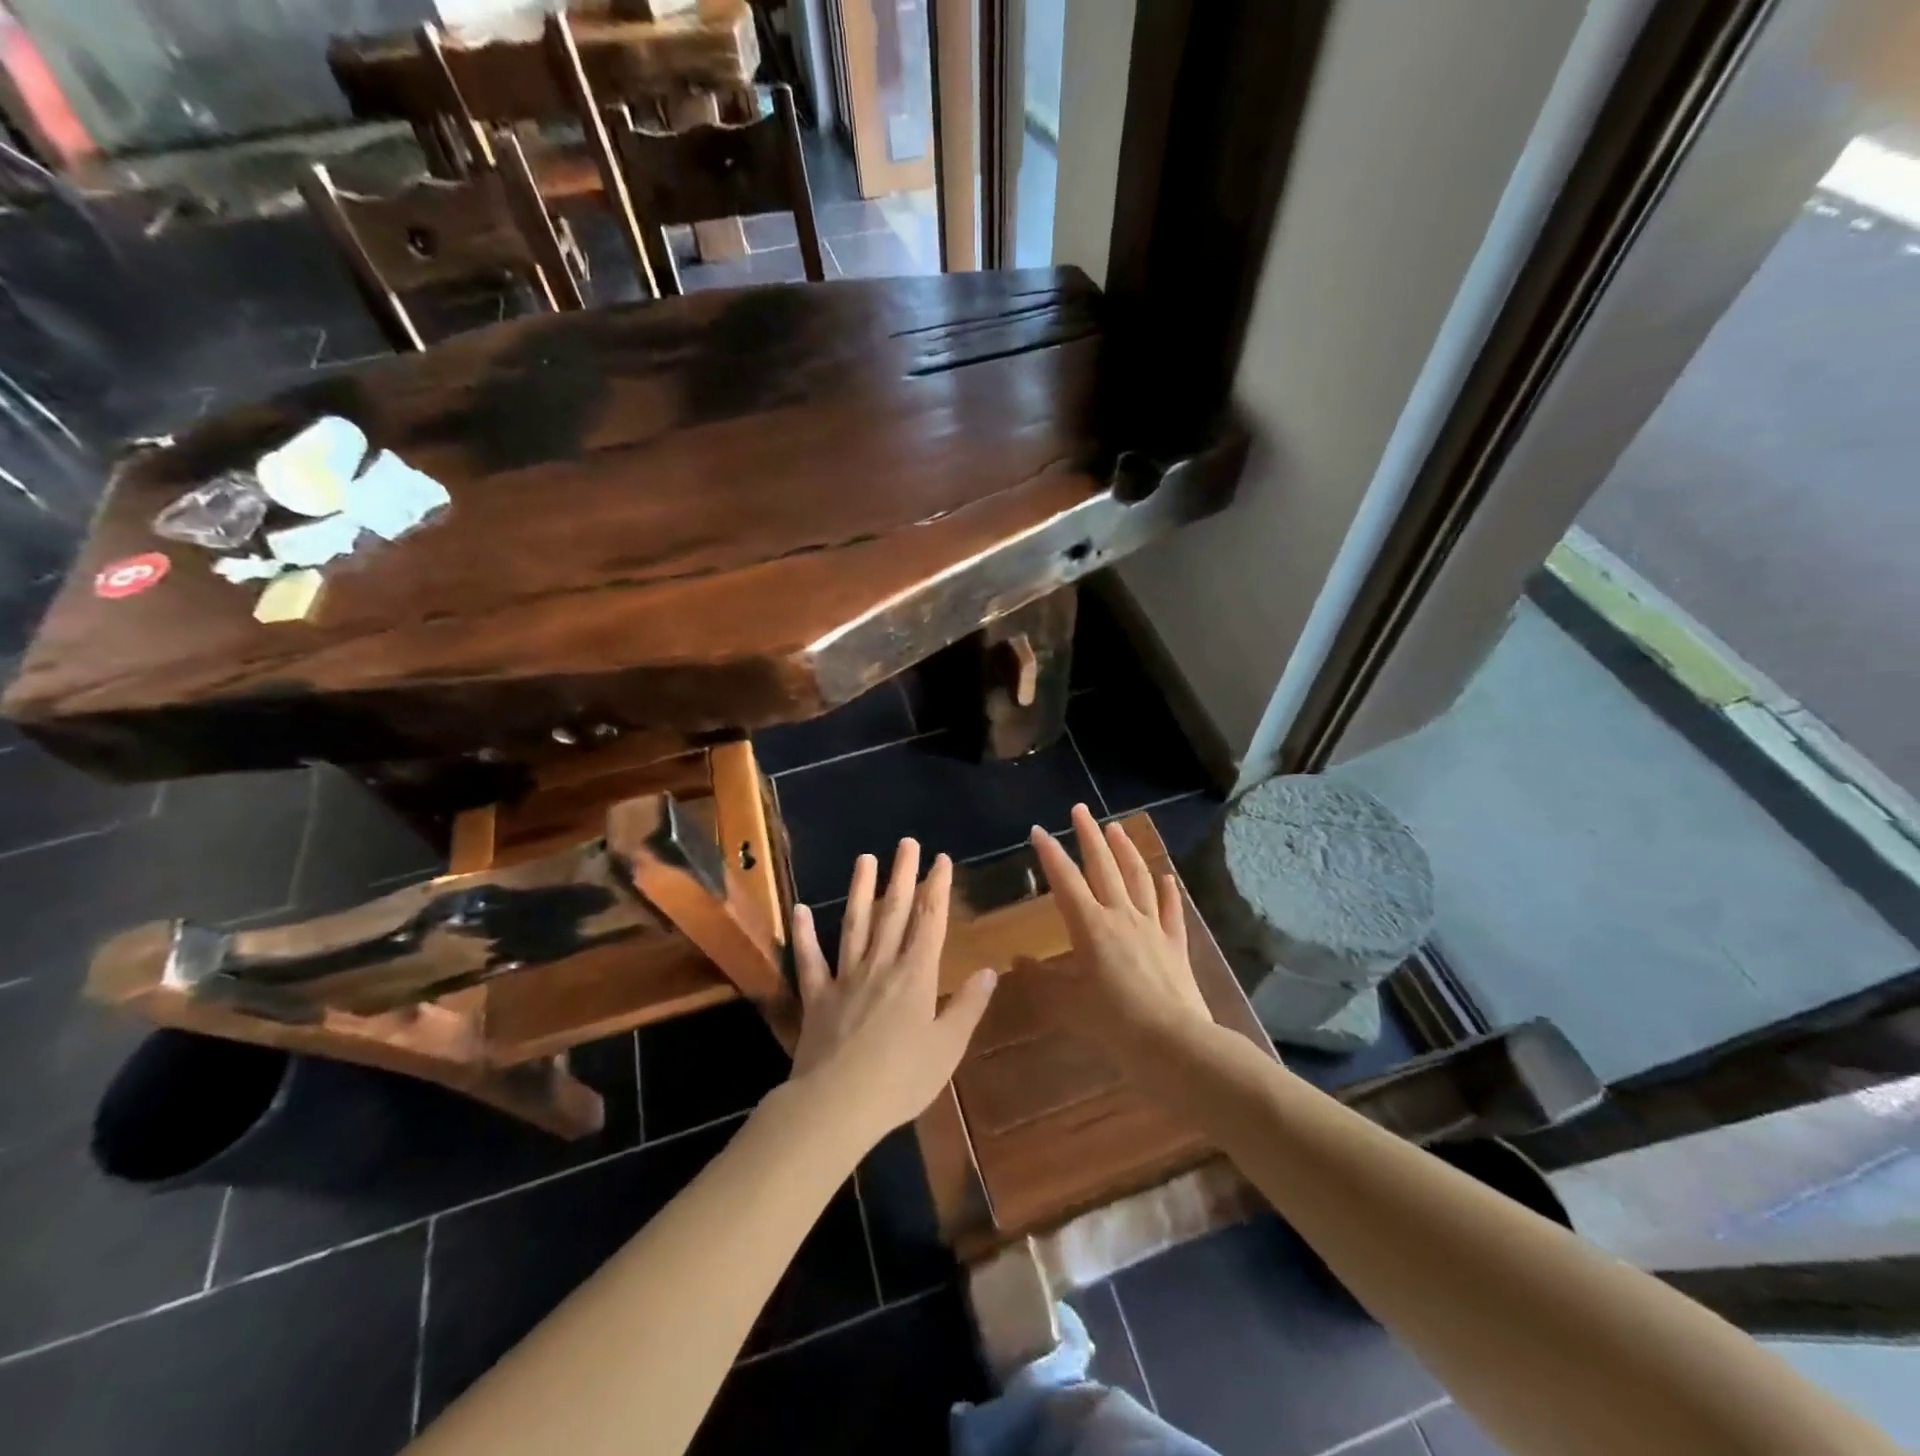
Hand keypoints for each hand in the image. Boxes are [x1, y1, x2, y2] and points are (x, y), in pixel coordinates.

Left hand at [788, 839, 997, 1145]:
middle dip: (903, 876)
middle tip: (907, 843)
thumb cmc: (901, 1079)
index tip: (941, 860)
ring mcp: (846, 978)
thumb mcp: (947, 1048)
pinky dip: (804, 934)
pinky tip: (799, 910)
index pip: (930, 921)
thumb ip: (967, 1007)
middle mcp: (881, 966)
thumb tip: (988, 970)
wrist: (837, 1104)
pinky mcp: (818, 996)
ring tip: (865, 859)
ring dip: (861, 890)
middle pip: (895, 913)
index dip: (937, 888)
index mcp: (916, 976)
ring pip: (855, 925)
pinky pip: (811, 960)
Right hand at [1025, 804, 1212, 1066]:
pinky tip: (1167, 877)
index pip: (1065, 880)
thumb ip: (1040, 979)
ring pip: (1138, 879)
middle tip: (1081, 810)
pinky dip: (1168, 890)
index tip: (1039, 830)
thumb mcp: (1066, 1005)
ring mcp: (1152, 927)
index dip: (1050, 854)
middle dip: (1089, 836)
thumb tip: (1018, 959)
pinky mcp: (1175, 945)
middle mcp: (1121, 916)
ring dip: (1126, 851)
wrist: (1173, 1044)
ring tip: (1117, 829)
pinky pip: (1171, 910)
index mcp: (1091, 926)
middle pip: (1104, 867)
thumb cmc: (1113, 1023)